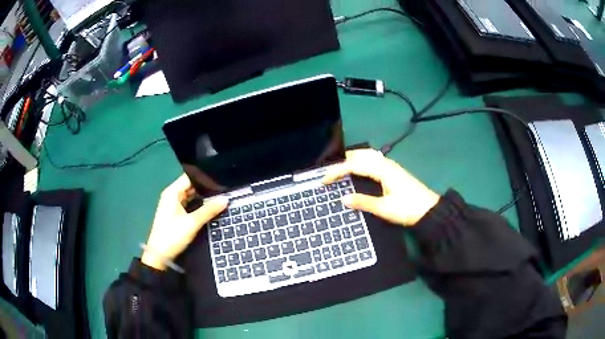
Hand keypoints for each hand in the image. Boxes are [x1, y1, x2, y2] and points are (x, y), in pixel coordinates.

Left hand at [142, 174, 227, 269]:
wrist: (160, 255)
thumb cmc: (173, 235)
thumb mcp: (192, 223)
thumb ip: (209, 210)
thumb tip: (226, 199)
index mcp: (172, 192)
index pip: (190, 177)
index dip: (205, 177)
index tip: (221, 178)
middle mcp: (172, 195)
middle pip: (191, 186)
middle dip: (206, 188)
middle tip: (224, 188)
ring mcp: (173, 205)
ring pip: (190, 196)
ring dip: (203, 197)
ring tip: (220, 196)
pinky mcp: (175, 214)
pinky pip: (189, 204)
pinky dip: (198, 204)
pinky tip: (210, 207)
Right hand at [323, 149, 439, 226]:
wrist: (430, 211)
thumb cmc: (408, 209)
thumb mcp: (384, 209)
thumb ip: (363, 202)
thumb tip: (342, 199)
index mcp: (383, 170)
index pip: (355, 165)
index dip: (337, 171)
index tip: (324, 179)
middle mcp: (386, 164)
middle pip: (361, 155)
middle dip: (343, 160)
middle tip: (330, 171)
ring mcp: (391, 166)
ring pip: (368, 155)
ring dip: (353, 159)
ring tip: (341, 168)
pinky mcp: (394, 171)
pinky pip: (374, 160)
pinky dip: (361, 161)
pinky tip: (360, 169)